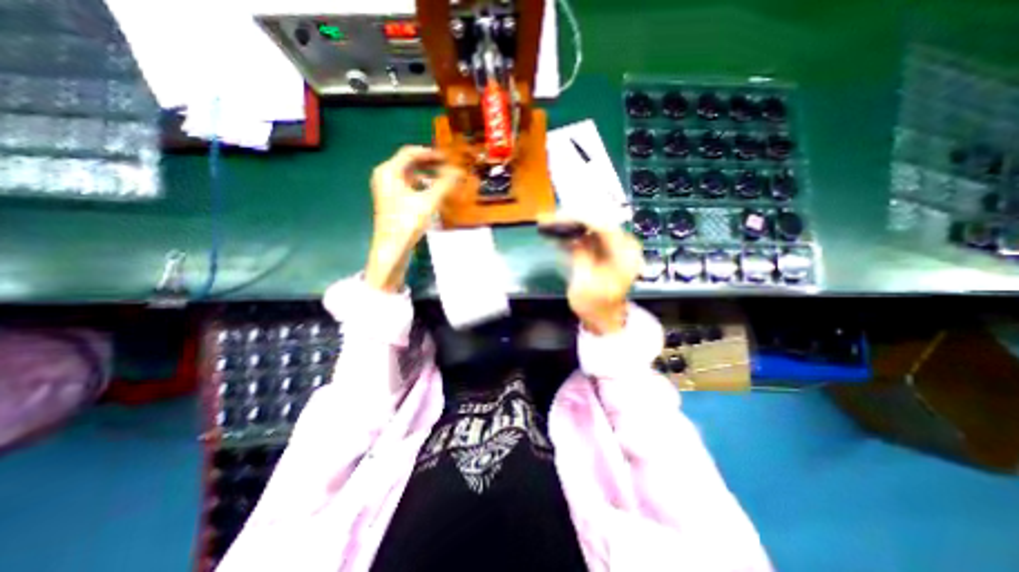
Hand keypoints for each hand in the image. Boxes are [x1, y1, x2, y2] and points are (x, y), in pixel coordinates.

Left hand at [365, 145, 463, 292]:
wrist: (392, 248)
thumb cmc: (407, 222)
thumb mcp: (429, 202)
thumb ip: (444, 184)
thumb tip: (459, 171)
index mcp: (389, 171)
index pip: (410, 153)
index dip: (430, 153)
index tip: (448, 158)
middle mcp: (385, 176)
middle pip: (409, 163)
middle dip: (430, 164)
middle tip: (448, 168)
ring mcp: (386, 189)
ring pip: (409, 175)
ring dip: (427, 175)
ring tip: (444, 180)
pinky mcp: (391, 201)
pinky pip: (407, 186)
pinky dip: (421, 186)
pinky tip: (433, 194)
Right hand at [541, 214, 642, 334]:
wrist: (603, 320)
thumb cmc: (595, 307)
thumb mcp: (584, 284)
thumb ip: (580, 256)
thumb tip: (572, 236)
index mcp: (624, 256)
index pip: (604, 226)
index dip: (580, 218)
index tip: (558, 218)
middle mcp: (623, 246)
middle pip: (597, 222)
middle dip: (571, 219)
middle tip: (548, 218)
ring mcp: (613, 247)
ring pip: (590, 227)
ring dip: (569, 225)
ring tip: (548, 223)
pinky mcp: (604, 250)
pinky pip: (588, 236)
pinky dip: (572, 234)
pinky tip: (557, 234)